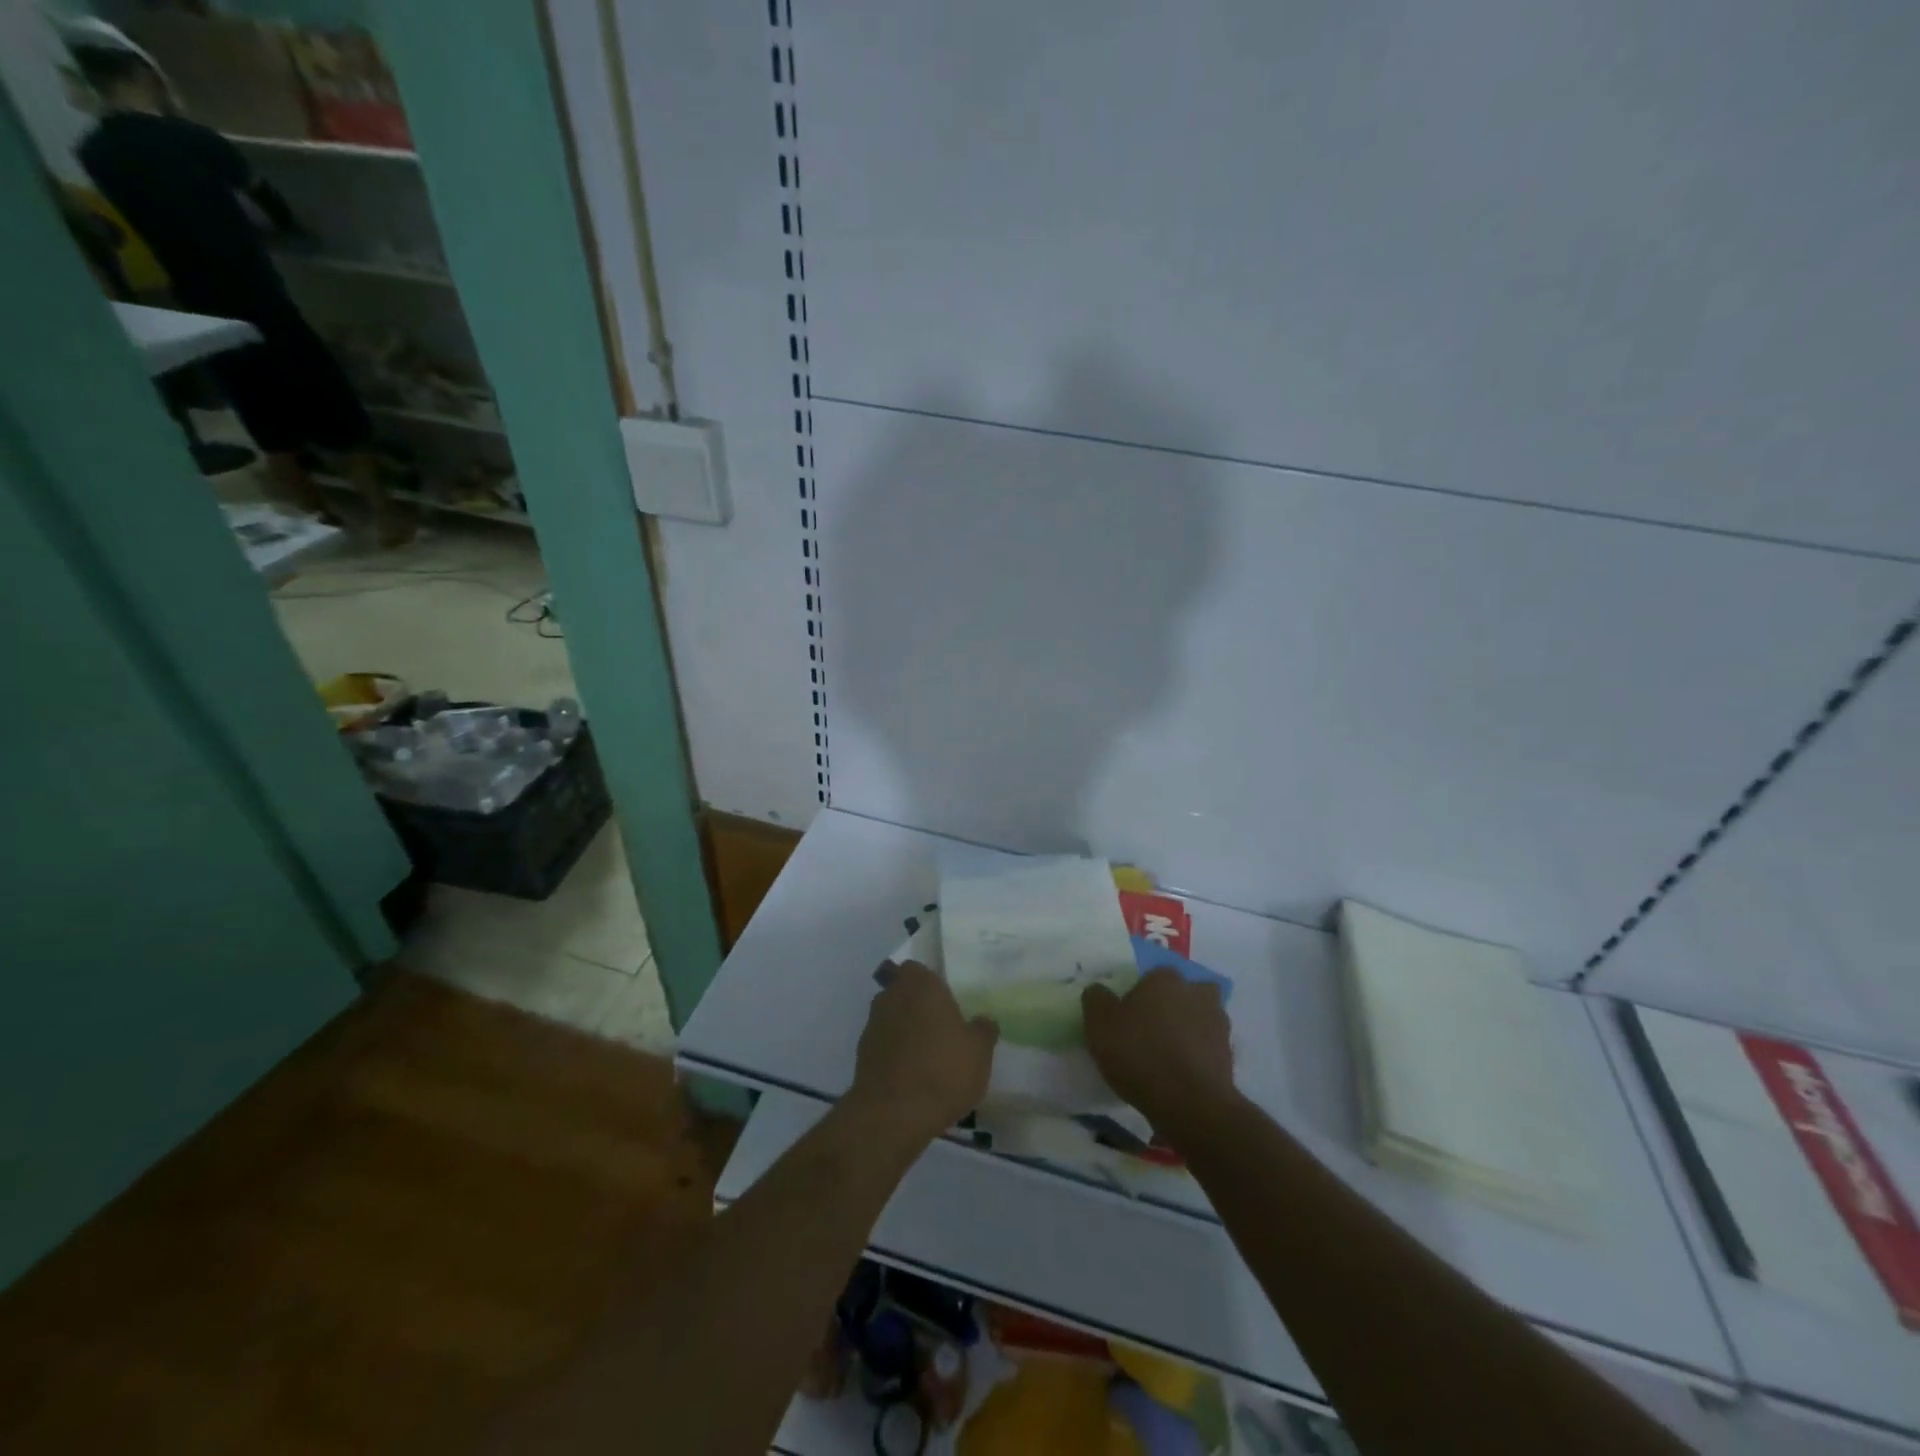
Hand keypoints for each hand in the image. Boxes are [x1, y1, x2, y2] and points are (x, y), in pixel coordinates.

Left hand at [848, 961, 997, 1145]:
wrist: (893, 1113)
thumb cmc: (943, 1070)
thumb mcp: (980, 1051)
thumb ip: (983, 1029)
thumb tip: (983, 1020)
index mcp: (921, 985)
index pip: (917, 968)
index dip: (929, 982)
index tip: (944, 999)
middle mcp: (892, 996)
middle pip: (902, 991)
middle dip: (916, 1005)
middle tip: (939, 1026)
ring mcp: (873, 1024)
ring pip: (891, 1017)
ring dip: (904, 1029)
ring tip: (927, 1055)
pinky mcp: (862, 1054)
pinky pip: (883, 1044)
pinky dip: (894, 1053)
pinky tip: (911, 1075)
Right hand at [1083, 968, 1235, 1136]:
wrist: (1190, 1104)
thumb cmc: (1139, 1054)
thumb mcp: (1099, 1024)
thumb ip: (1096, 999)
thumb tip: (1099, 991)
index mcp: (1165, 979)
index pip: (1152, 976)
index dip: (1139, 995)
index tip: (1127, 1018)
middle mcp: (1196, 993)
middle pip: (1183, 994)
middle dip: (1172, 1007)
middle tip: (1151, 1032)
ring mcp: (1218, 1025)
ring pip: (1199, 1019)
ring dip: (1188, 1031)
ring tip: (1167, 1058)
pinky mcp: (1229, 1056)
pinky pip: (1208, 1049)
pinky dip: (1197, 1058)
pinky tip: (1180, 1076)